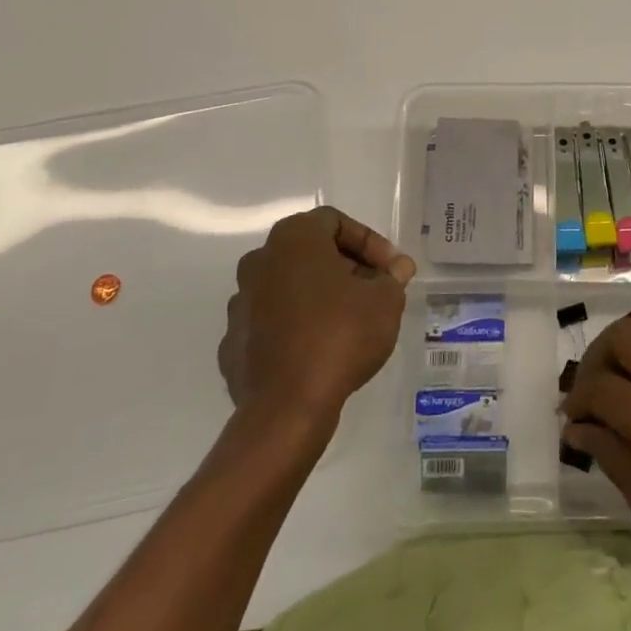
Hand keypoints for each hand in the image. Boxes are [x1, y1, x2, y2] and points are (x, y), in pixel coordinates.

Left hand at [219, 207, 415, 427]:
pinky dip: (296, 327)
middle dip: (345, 267)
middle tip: (374, 291)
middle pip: (310, 252)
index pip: (335, 222)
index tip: (389, 270)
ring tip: (349, 322)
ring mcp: (240, 303)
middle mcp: (260, 261)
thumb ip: (392, 277)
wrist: (286, 408)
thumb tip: (397, 267)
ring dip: (319, 296)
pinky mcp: (233, 342)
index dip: (369, 242)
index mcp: (293, 239)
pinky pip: (272, 323)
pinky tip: (320, 350)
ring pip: (288, 286)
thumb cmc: (339, 336)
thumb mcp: (385, 301)